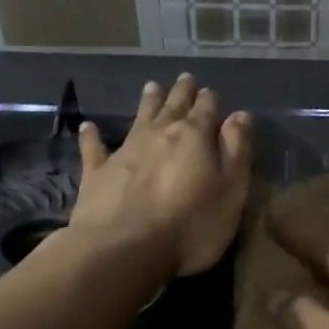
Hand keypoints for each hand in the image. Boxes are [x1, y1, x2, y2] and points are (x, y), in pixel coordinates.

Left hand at [66, 74, 252, 277]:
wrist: (124, 249)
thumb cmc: (191, 226)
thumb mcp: (231, 192)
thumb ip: (237, 152)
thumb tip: (240, 115)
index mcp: (195, 137)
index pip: (207, 110)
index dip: (210, 101)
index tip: (211, 92)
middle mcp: (159, 134)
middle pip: (173, 106)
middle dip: (182, 93)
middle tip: (185, 79)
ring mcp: (125, 151)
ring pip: (139, 117)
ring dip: (148, 102)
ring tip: (152, 87)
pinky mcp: (97, 173)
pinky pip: (94, 148)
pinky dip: (92, 136)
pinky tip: (88, 126)